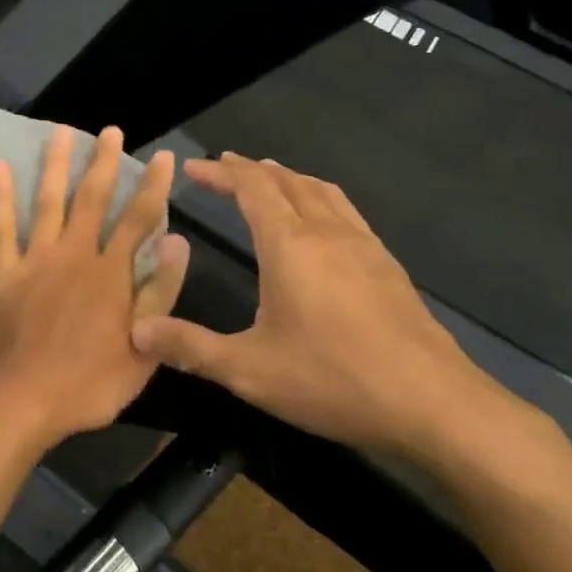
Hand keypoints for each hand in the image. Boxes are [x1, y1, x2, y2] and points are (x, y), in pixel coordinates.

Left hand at [0, 126, 188, 453]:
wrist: (22, 402)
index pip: (139, 219)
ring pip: (47, 202)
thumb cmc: (89, 384)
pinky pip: (1, 228)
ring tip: (60, 132)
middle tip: (109, 131)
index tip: (164, 157)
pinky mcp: (5, 273)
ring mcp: (36, 260)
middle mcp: (74, 255)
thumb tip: (178, 242)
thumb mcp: (143, 350)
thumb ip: (160, 293)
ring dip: (55, 165)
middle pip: (92, 199)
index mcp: (111, 273)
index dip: (154, 186)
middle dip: (104, 162)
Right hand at [131, 153, 509, 460]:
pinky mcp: (387, 265)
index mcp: (289, 245)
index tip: (192, 168)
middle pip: (285, 180)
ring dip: (287, 177)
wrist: (435, 404)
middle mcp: (326, 233)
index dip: (219, 172)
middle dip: (248, 169)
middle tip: (221, 168)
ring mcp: (363, 246)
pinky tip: (321, 222)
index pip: (251, 187)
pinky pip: (345, 210)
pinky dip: (319, 197)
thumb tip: (136, 330)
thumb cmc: (334, 380)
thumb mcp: (249, 370)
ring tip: (268, 177)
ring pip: (321, 190)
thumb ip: (190, 346)